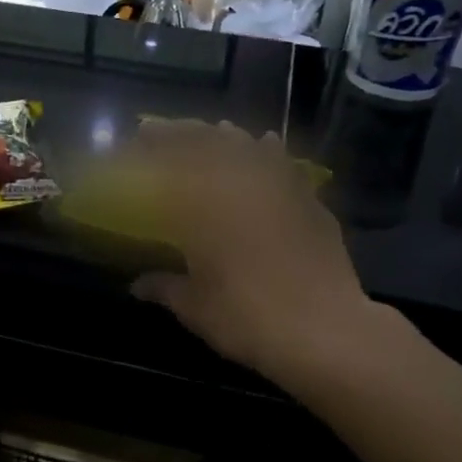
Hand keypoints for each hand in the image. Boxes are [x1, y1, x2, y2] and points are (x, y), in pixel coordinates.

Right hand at [128, 120, 417, 393]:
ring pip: (252, 147)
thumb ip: (164, 287)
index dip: (157, 141)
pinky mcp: (312, 203)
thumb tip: (137, 285)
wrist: (324, 330)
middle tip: (171, 130)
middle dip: (188, 131)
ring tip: (218, 132)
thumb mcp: (194, 307)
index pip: (175, 157)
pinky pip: (286, 166)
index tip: (142, 132)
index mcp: (205, 204)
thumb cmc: (247, 316)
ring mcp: (283, 189)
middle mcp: (243, 184)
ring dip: (230, 137)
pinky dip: (272, 155)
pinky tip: (268, 147)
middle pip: (212, 142)